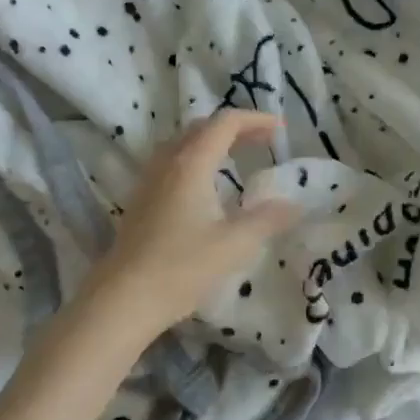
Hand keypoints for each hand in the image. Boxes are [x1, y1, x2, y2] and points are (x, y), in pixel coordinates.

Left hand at [75, 111, 299, 349]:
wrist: (123, 299)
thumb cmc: (181, 267)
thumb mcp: (234, 244)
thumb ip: (268, 219)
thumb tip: (296, 205)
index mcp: (191, 163)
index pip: (225, 123)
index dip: (255, 120)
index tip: (280, 129)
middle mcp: (167, 163)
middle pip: (202, 128)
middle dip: (236, 129)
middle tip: (263, 142)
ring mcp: (150, 181)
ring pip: (183, 144)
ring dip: (213, 142)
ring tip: (238, 157)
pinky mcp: (142, 201)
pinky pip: (172, 163)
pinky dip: (197, 159)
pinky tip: (207, 187)